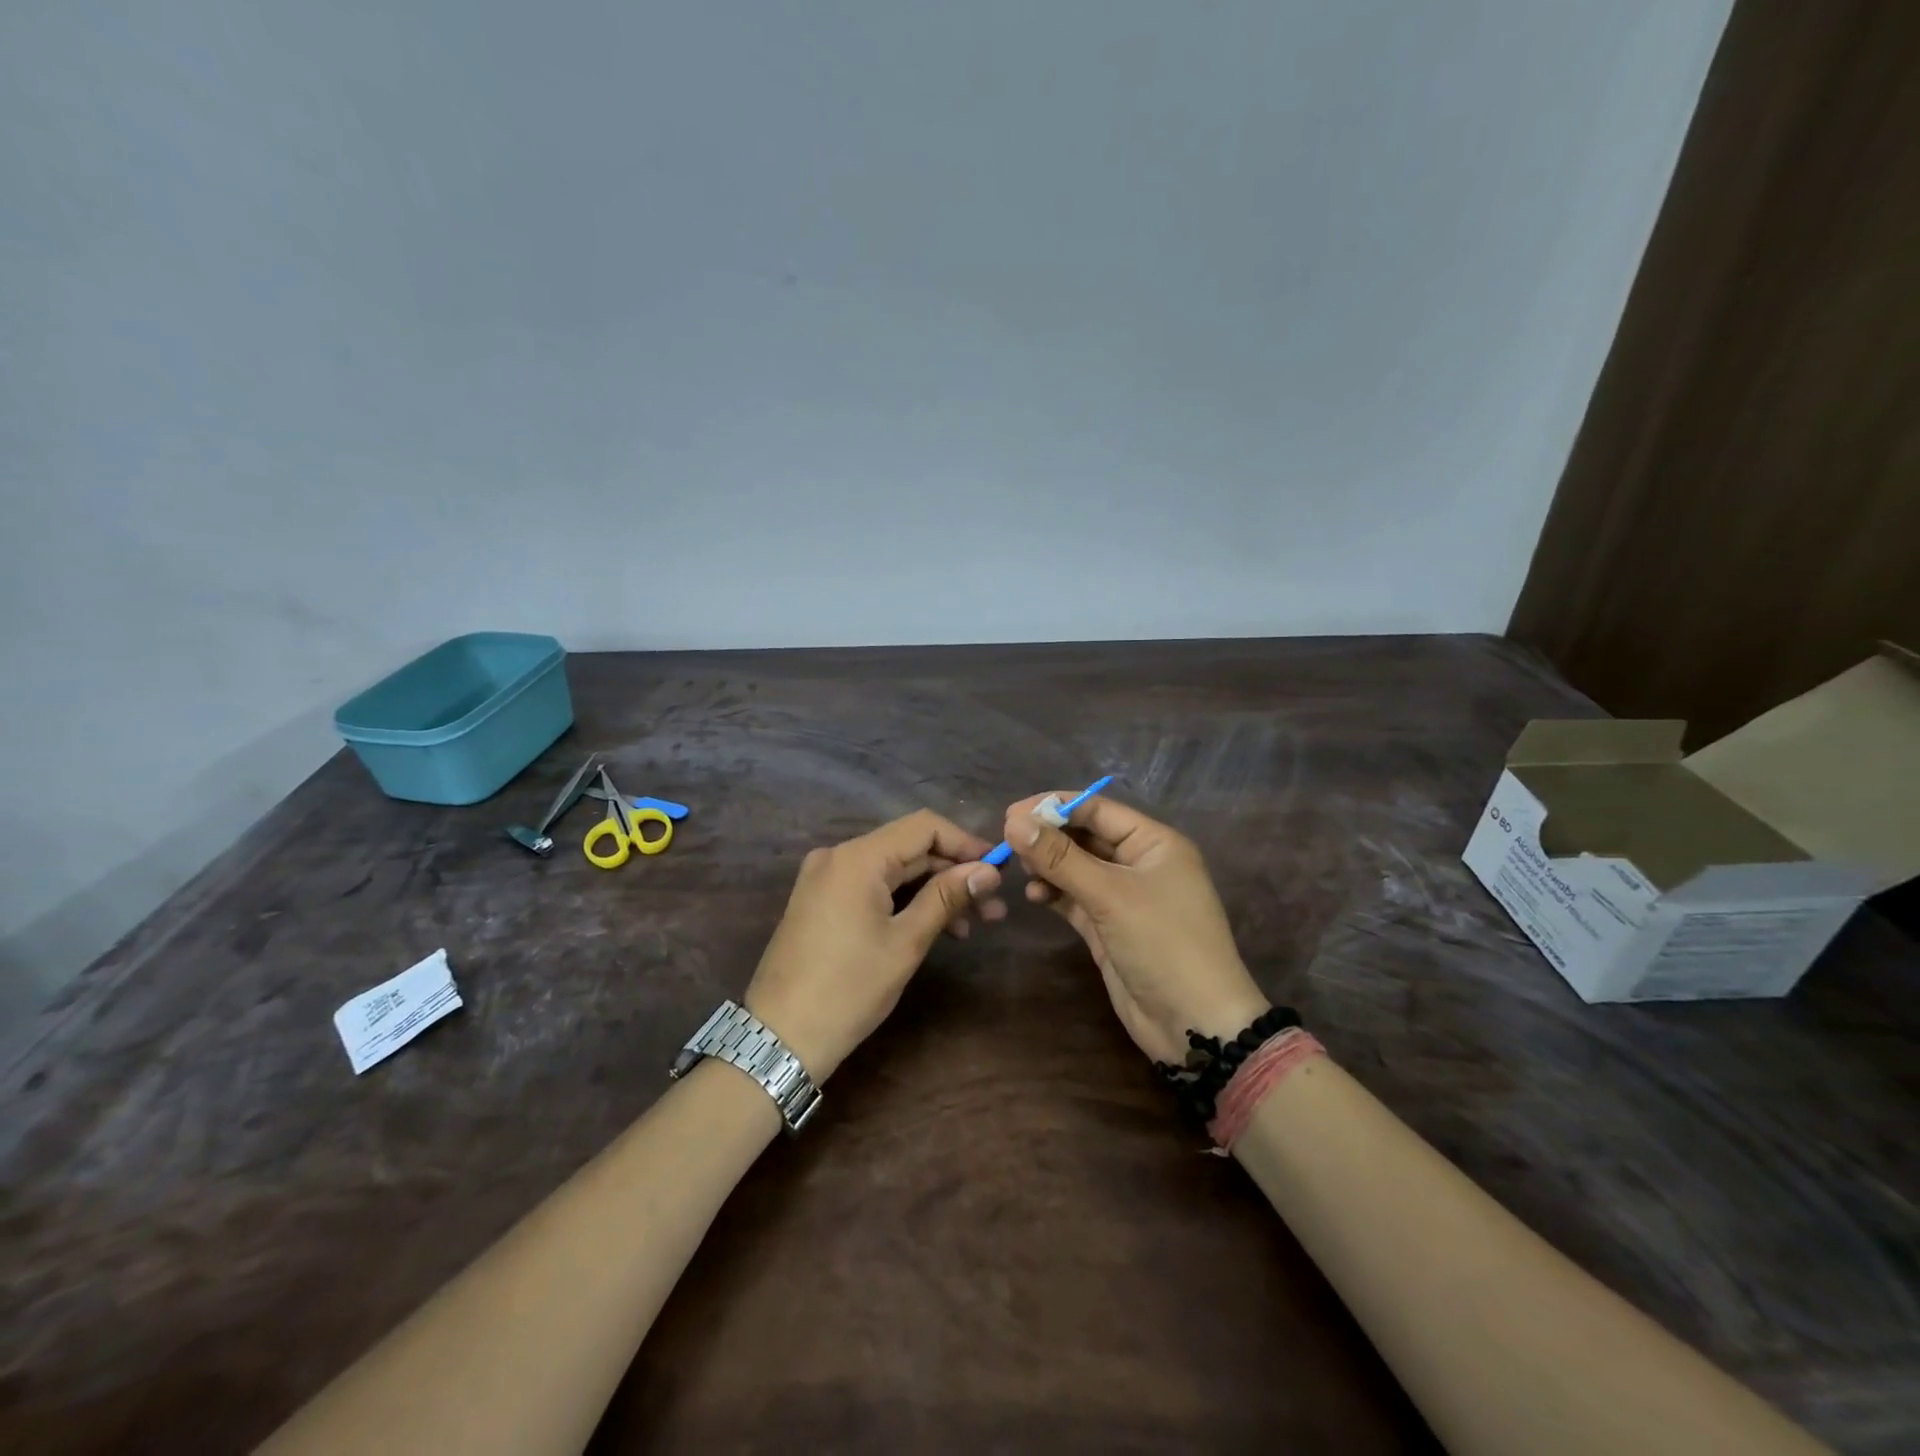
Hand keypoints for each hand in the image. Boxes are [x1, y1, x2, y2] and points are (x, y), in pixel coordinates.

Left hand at [745, 809, 1005, 1080]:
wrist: (779, 1038)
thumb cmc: (848, 988)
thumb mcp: (906, 941)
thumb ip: (947, 896)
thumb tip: (990, 870)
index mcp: (857, 857)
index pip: (924, 827)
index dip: (965, 843)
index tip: (999, 869)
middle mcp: (838, 856)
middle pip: (909, 849)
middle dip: (954, 873)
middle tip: (993, 906)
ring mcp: (826, 878)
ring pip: (894, 870)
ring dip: (933, 890)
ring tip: (974, 924)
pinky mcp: (822, 901)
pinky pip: (873, 887)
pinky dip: (905, 901)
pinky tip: (936, 927)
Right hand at [1004, 793, 1268, 1064]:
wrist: (1194, 1024)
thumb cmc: (1162, 944)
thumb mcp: (1110, 895)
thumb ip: (1060, 857)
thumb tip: (1014, 822)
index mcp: (1153, 843)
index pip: (1097, 810)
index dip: (1054, 807)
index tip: (1010, 813)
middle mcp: (1139, 863)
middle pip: (1084, 837)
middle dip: (1048, 838)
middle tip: (1006, 842)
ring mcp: (1124, 897)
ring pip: (1076, 868)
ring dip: (1048, 866)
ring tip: (1020, 871)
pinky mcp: (1109, 926)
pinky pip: (1074, 898)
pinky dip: (1054, 893)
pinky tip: (1034, 896)